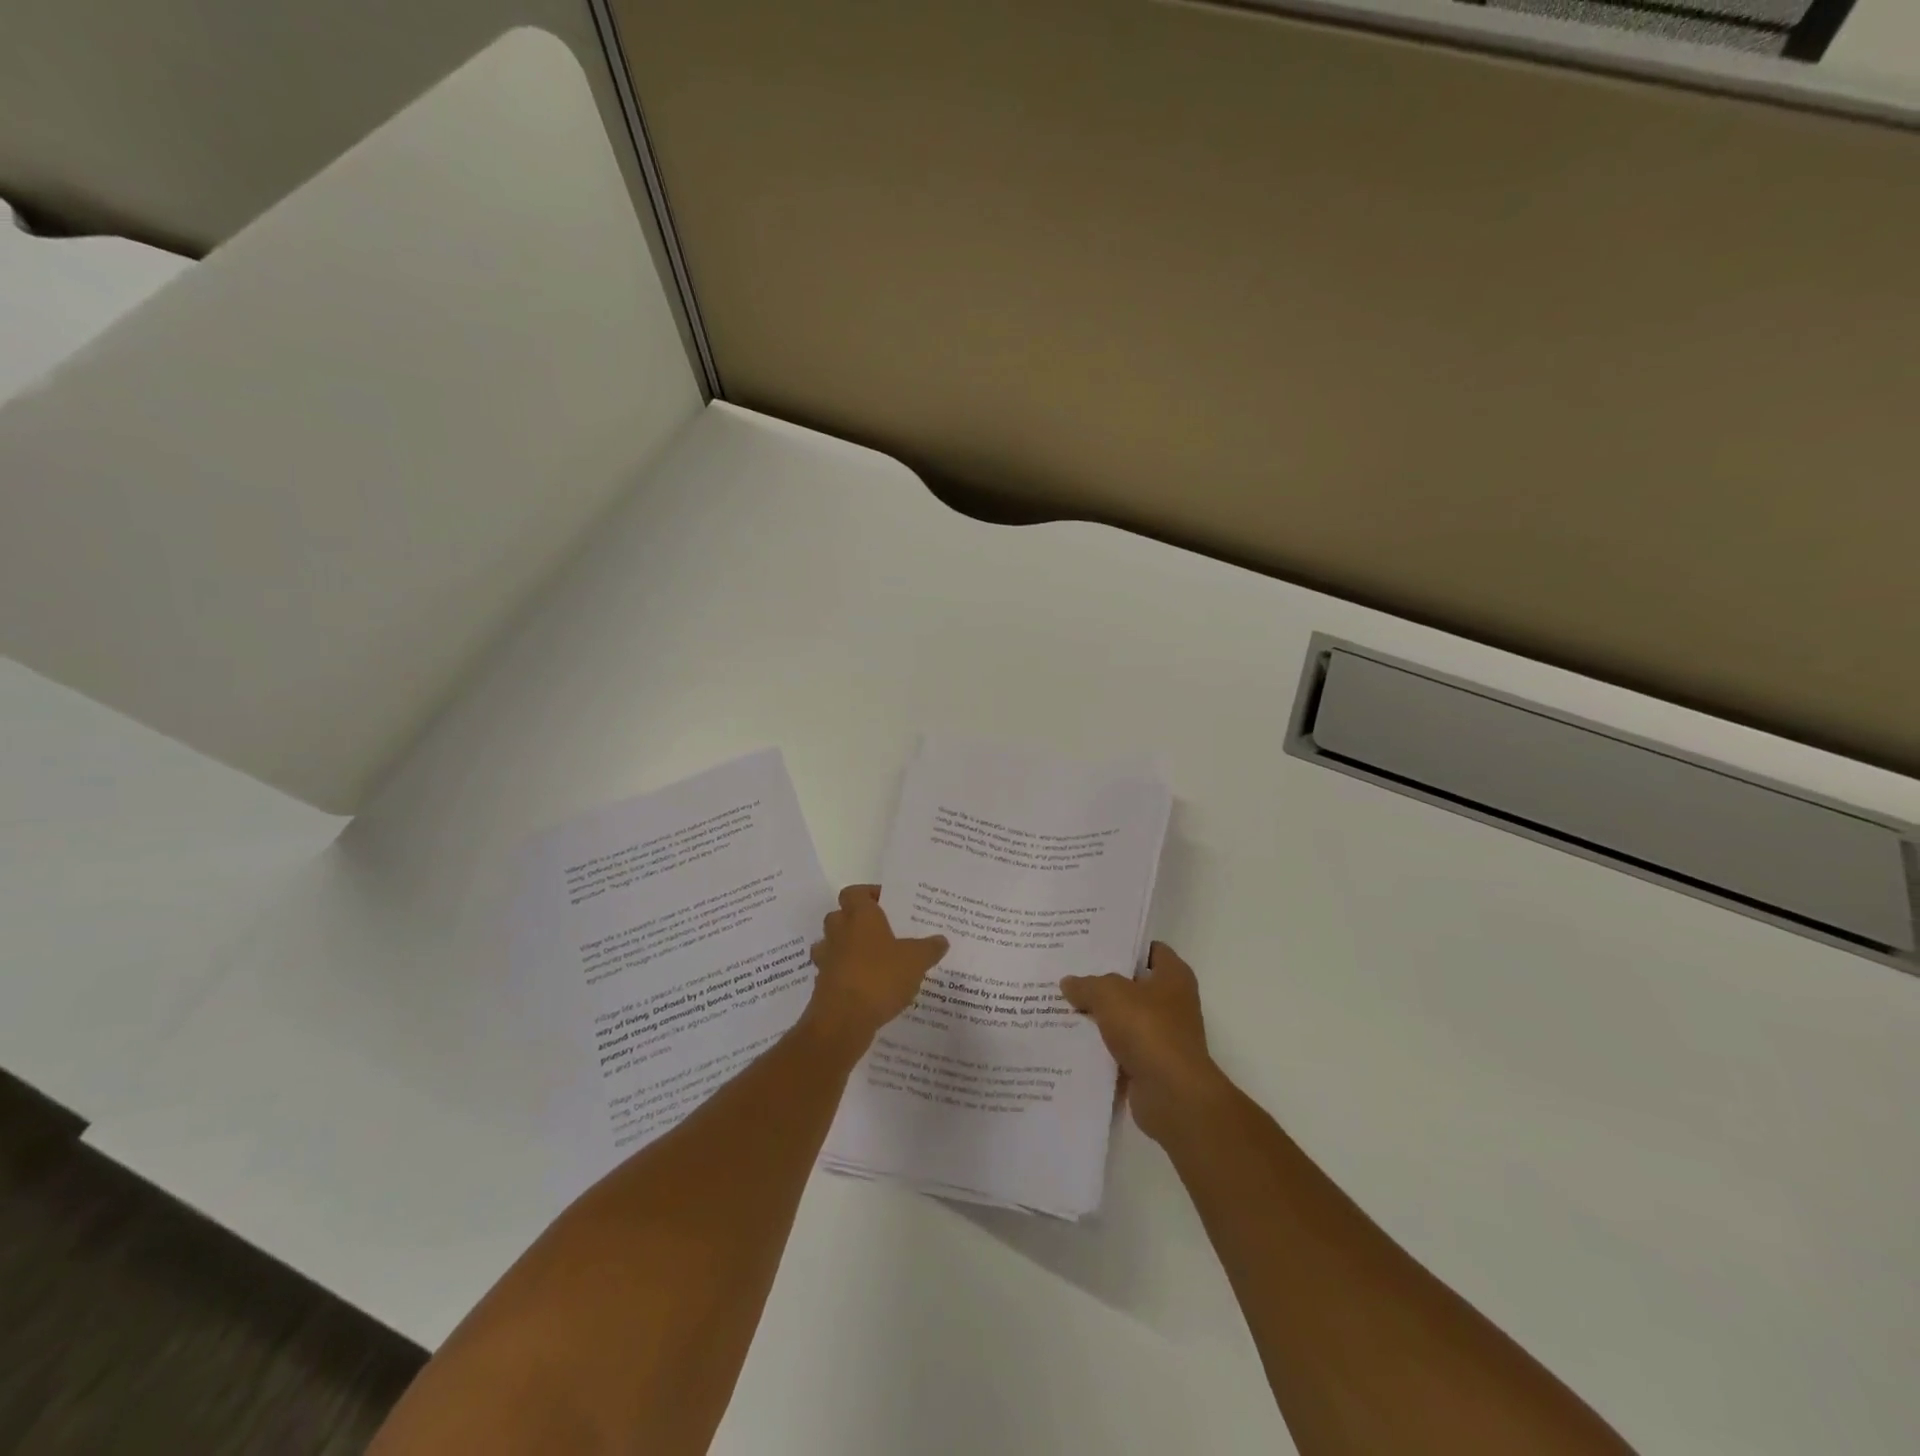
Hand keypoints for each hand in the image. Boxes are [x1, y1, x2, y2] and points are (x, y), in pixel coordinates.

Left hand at [805, 885, 948, 1048]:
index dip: (869, 894)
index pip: (855, 892)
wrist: (843, 1020)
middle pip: (840, 916)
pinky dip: (847, 975)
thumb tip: (941, 940)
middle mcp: (839, 932)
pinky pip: (834, 972)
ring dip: (848, 949)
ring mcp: (827, 959)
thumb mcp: (916, 961)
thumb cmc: (880, 977)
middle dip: (857, 921)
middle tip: (882, 931)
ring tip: (873, 960)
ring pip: (833, 944)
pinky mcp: (823, 985)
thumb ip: (929, 948)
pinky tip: (867, 987)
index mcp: (860, 916)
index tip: (887, 903)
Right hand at [1062, 942, 1228, 1144]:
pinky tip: (1070, 1040)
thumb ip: (1087, 985)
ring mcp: (1162, 1036)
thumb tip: (1069, 983)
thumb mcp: (1110, 994)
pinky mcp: (1150, 1065)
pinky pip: (1119, 1049)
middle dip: (1103, 981)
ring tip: (1062, 1004)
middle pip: (1133, 985)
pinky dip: (1100, 1047)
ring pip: (1123, 1018)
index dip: (1124, 945)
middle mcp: (1173, 1003)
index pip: (1150, 950)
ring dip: (1098, 1016)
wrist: (1171, 1094)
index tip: (1093, 944)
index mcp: (1174, 976)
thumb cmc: (1148, 1029)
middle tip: (1069, 972)